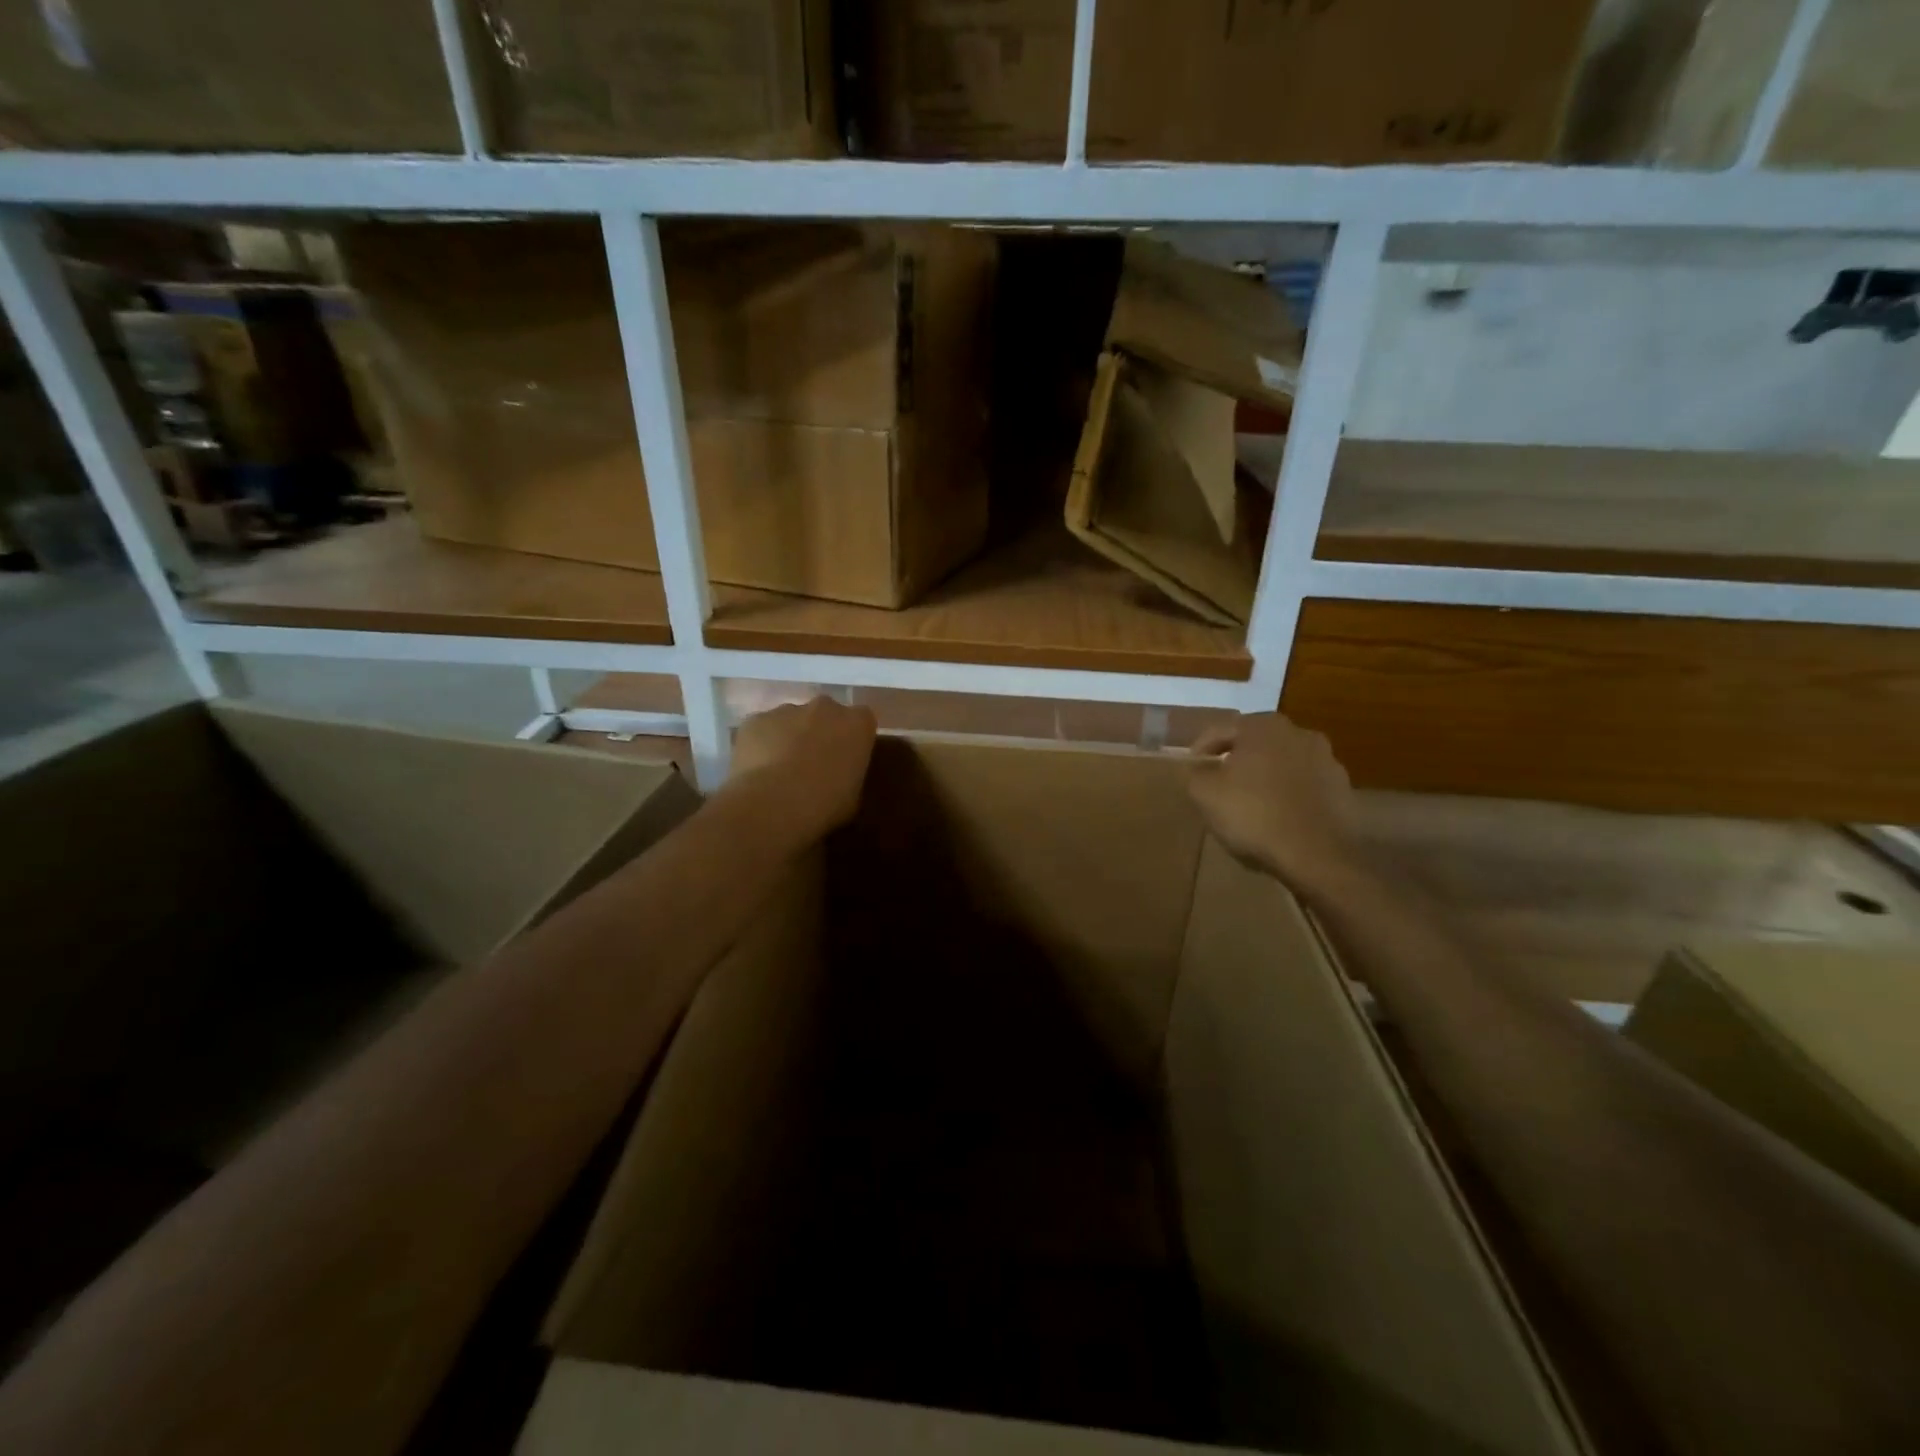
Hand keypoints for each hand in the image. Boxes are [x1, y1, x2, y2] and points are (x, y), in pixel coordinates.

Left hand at [726, 696, 877, 839]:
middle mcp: (825, 707)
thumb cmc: (825, 803)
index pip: (862, 721)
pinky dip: (760, 744)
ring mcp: (787, 709)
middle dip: (821, 732)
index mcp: (858, 723)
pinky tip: (757, 771)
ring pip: (791, 720)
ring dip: (789, 737)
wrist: (775, 804)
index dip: (852, 739)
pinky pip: (762, 729)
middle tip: (814, 763)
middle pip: (825, 714)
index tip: (846, 758)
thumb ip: (849, 774)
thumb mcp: (853, 796)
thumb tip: (838, 776)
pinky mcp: (755, 720)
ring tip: (780, 771)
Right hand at [1188, 713, 1366, 901]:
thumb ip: (1194, 774)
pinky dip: (1288, 794)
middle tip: (1219, 782)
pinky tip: (1277, 817)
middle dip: (1236, 759)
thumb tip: (1196, 768)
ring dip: (1265, 776)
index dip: (1201, 749)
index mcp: (1263, 727)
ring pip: (1282, 763)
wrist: (1318, 855)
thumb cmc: (1254, 815)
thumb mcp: (1205, 794)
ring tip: (1250, 802)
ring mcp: (1327, 760)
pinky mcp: (1342, 789)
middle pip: (1255, 743)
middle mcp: (1299, 733)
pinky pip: (1303, 785)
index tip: (1191, 769)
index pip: (1221, 730)